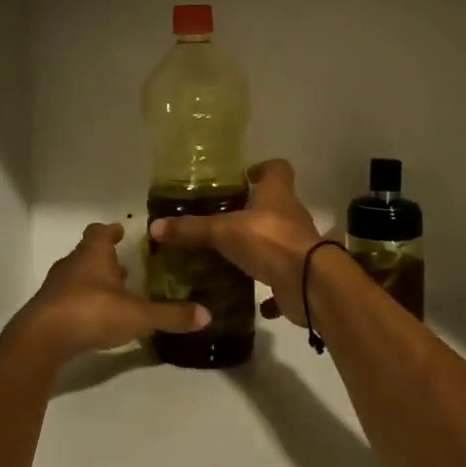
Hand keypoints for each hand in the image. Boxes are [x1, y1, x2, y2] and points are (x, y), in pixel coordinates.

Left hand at [10, 222, 208, 361]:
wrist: (42, 339)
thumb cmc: (92, 312)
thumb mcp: (138, 316)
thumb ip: (171, 315)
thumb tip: (207, 315)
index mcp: (93, 255)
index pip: (100, 232)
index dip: (111, 231)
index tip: (121, 230)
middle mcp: (72, 265)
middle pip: (87, 254)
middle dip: (105, 259)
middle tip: (125, 266)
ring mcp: (56, 288)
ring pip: (77, 277)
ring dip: (94, 282)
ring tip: (114, 293)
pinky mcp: (47, 311)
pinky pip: (68, 300)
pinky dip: (82, 303)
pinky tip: (95, 318)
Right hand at [149, 160, 324, 325]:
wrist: (309, 284)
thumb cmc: (269, 241)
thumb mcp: (224, 232)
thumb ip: (192, 229)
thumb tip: (155, 226)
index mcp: (277, 194)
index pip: (277, 169)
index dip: (262, 169)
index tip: (245, 176)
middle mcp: (291, 216)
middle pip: (275, 205)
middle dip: (253, 211)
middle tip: (223, 219)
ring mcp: (298, 246)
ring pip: (277, 241)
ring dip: (259, 248)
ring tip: (230, 256)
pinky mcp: (299, 274)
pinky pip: (281, 277)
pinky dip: (269, 287)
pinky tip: (251, 297)